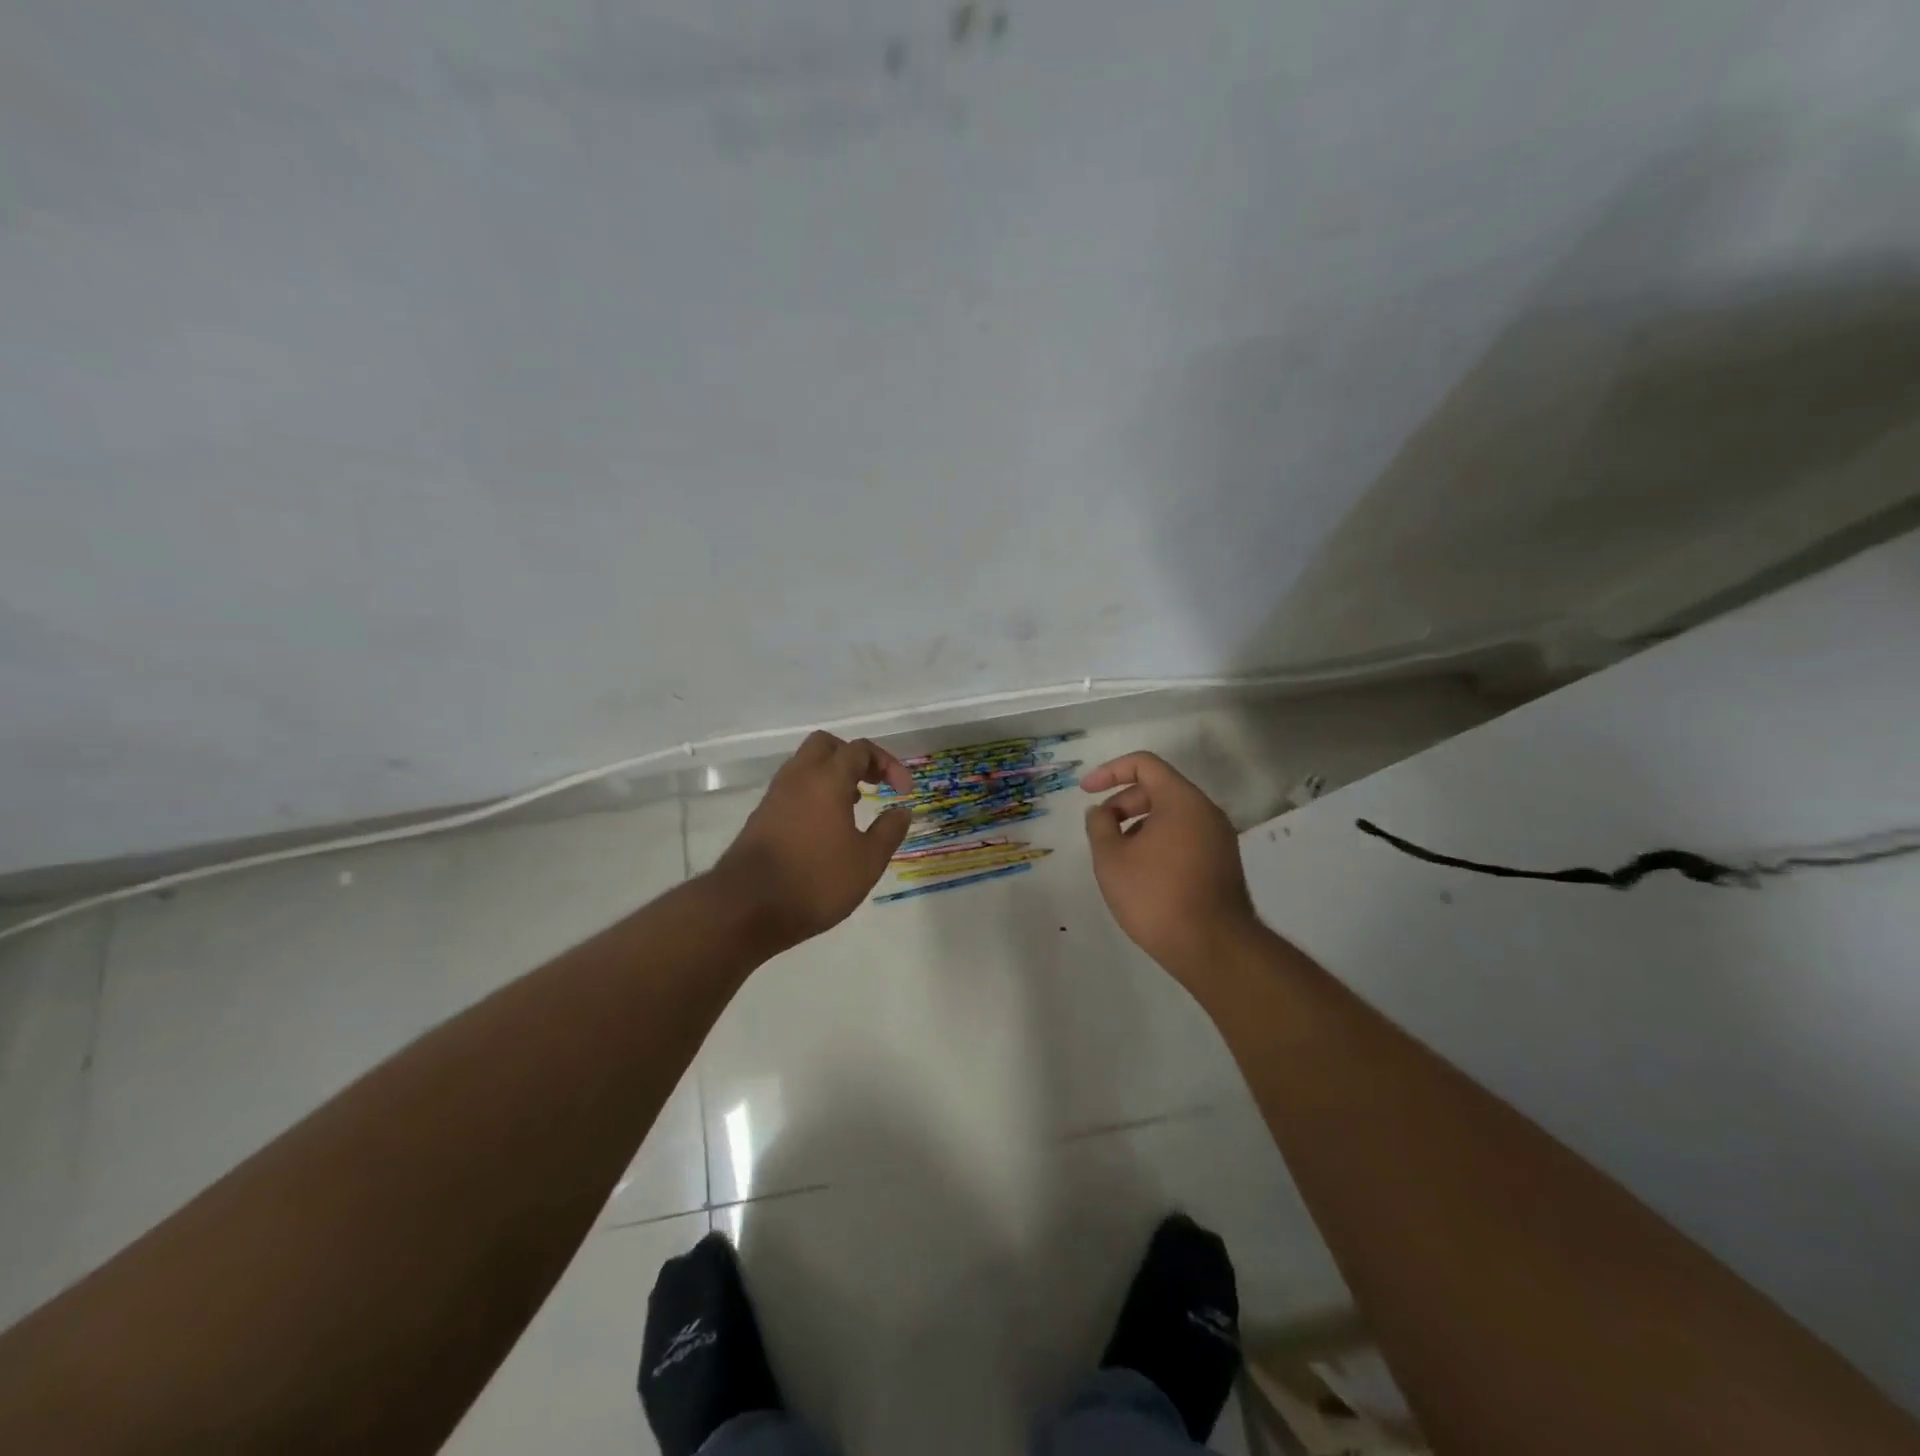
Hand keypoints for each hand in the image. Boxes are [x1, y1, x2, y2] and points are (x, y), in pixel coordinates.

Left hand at [711, 731, 914, 953]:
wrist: (746, 908)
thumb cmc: (815, 881)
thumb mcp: (867, 862)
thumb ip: (889, 831)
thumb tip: (901, 810)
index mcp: (827, 780)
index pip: (860, 749)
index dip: (888, 763)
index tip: (903, 791)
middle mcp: (798, 777)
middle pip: (827, 745)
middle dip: (854, 757)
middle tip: (873, 782)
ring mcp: (775, 796)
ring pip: (806, 765)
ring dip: (833, 775)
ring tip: (854, 805)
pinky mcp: (762, 816)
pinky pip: (793, 788)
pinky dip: (814, 792)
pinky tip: (826, 826)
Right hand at [1082, 752, 1263, 979]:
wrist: (1213, 948)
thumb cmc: (1156, 896)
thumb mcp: (1111, 858)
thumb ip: (1099, 825)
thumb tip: (1101, 811)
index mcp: (1181, 800)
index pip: (1144, 764)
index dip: (1109, 772)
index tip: (1086, 792)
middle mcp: (1206, 811)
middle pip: (1159, 788)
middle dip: (1123, 802)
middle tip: (1100, 830)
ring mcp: (1219, 838)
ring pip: (1172, 814)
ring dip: (1140, 824)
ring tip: (1118, 855)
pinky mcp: (1223, 862)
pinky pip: (1185, 835)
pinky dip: (1159, 840)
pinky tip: (1143, 872)